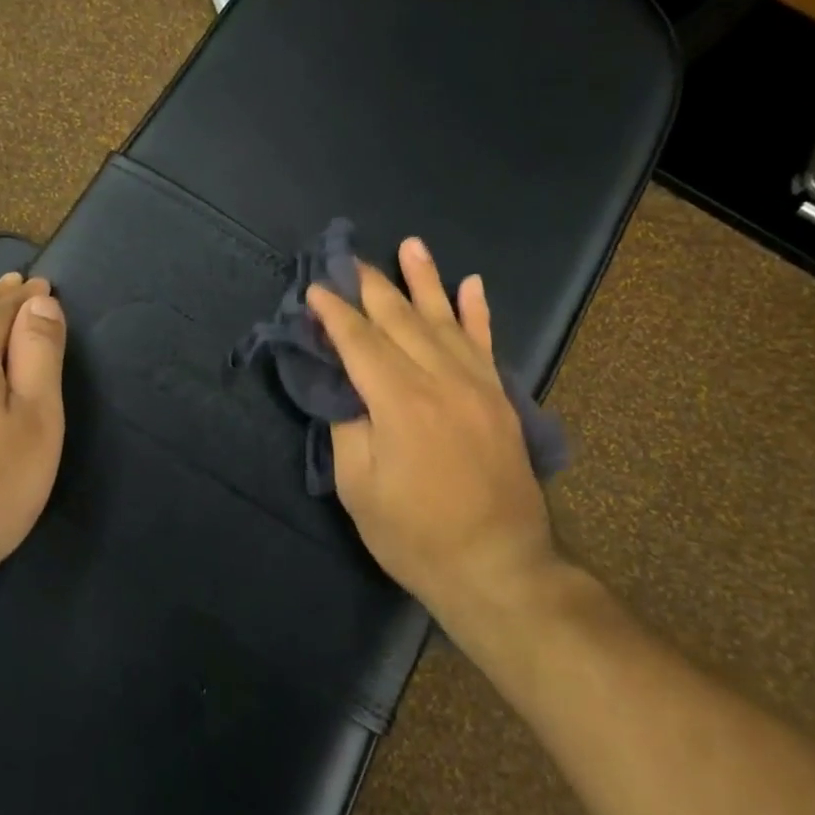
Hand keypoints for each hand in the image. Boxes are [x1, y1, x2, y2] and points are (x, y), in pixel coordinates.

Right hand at [306, 238, 561, 626]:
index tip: (315, 290)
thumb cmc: (416, 536)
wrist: (499, 568)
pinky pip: (486, 344)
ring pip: (444, 320)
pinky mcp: (499, 399)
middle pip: (400, 320)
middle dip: (371, 286)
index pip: (360, 342)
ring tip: (411, 245)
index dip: (334, 314)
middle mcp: (440, 380)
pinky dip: (478, 312)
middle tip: (349, 259)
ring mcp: (477, 386)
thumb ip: (348, 427)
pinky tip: (471, 284)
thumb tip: (344, 387)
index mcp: (400, 402)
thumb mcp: (360, 489)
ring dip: (425, 280)